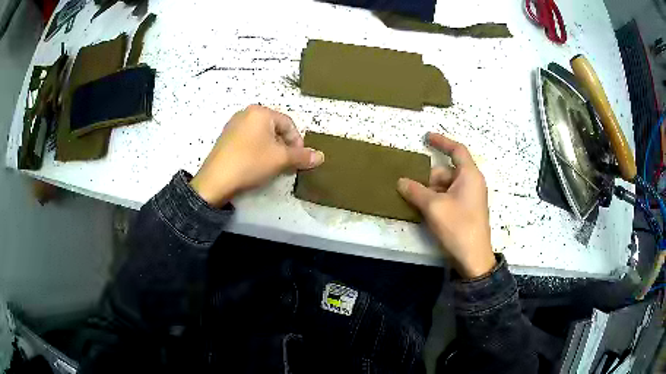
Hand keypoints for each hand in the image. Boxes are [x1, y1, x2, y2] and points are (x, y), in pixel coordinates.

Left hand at [191, 105, 323, 206]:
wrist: (216, 180)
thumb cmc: (251, 162)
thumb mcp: (280, 159)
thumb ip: (302, 156)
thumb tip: (321, 156)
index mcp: (260, 112)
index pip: (288, 123)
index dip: (298, 142)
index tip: (300, 159)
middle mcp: (246, 113)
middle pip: (275, 128)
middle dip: (285, 146)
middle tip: (288, 163)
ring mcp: (233, 125)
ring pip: (262, 135)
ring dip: (273, 149)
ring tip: (274, 166)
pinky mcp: (226, 138)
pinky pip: (249, 140)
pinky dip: (258, 150)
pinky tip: (257, 165)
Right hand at [397, 133, 495, 278]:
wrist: (473, 257)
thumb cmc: (458, 226)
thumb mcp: (434, 207)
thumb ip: (416, 191)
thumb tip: (401, 181)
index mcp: (470, 175)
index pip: (457, 150)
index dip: (442, 141)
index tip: (426, 137)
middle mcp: (471, 183)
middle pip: (446, 171)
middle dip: (427, 178)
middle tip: (409, 188)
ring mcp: (470, 198)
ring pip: (445, 186)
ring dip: (429, 191)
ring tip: (414, 202)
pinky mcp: (466, 210)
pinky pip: (448, 197)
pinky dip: (436, 200)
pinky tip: (424, 210)